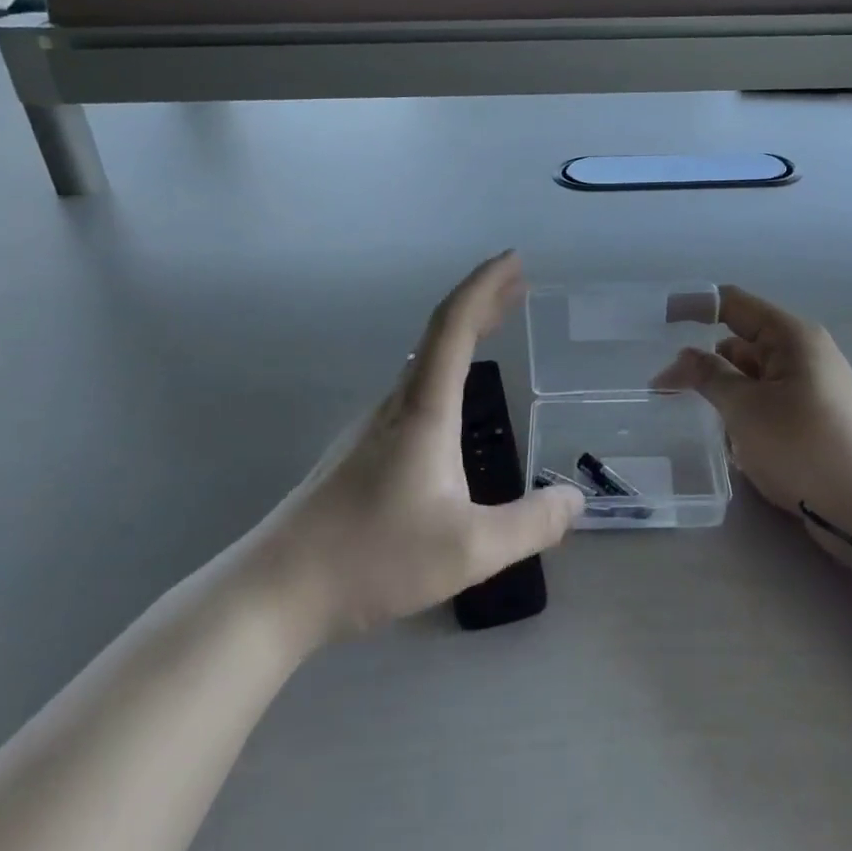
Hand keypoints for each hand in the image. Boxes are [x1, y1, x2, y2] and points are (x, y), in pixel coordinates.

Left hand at [253, 252, 584, 642]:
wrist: (276, 590)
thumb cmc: (372, 558)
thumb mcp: (469, 550)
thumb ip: (530, 524)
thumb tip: (575, 500)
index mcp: (424, 410)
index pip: (454, 326)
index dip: (485, 286)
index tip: (513, 260)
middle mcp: (397, 404)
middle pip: (441, 332)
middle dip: (481, 301)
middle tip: (518, 282)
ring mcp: (373, 425)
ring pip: (425, 359)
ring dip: (463, 333)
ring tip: (496, 326)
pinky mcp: (361, 449)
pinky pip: (415, 386)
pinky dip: (447, 367)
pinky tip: (456, 398)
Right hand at [652, 286, 851, 570]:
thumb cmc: (805, 447)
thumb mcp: (746, 409)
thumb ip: (709, 376)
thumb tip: (684, 356)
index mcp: (791, 336)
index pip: (732, 304)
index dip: (692, 306)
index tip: (655, 319)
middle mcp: (801, 354)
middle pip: (739, 343)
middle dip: (703, 363)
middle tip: (661, 389)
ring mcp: (809, 388)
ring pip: (750, 378)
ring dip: (722, 395)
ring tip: (692, 419)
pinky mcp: (811, 420)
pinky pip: (765, 404)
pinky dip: (743, 416)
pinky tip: (728, 443)